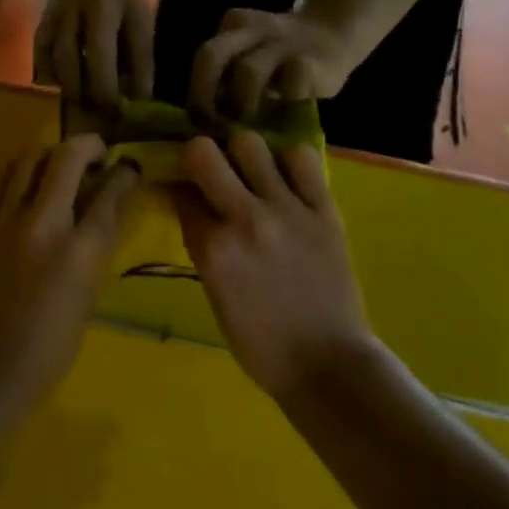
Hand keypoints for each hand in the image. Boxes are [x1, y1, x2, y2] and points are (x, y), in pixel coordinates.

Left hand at [0, 135, 139, 425]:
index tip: (130, 165)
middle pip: (66, 158)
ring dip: (51, 152)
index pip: (107, 194)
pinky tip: (30, 185)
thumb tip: (108, 208)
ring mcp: (6, 220)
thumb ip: (97, 245)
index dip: (123, 174)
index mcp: (77, 250)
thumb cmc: (48, 348)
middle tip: (98, 151)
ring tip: (62, 163)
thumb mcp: (87, 297)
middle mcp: (42, 223)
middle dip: (87, 145)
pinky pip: (4, 182)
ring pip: (29, 159)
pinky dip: (23, 174)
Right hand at [35, 0, 153, 108]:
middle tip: (99, 113)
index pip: (100, 54)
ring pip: (49, 60)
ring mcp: (50, 18)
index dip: (107, 88)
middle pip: (69, 60)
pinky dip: (49, 78)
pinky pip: (38, 57)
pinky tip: (64, 89)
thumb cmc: (122, 0)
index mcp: (102, 9)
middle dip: (84, 92)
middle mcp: (70, 13)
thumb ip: (140, 61)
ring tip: (84, 104)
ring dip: (66, 87)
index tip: (117, 111)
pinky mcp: (39, 25)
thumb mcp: (140, 24)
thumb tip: (138, 101)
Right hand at [172, 132, 376, 398]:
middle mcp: (245, 219)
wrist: (330, 366)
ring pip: (250, 143)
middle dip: (199, 156)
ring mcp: (287, 209)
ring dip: (243, 154)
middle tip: (210, 169)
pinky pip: (302, 157)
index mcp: (214, 249)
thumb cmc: (262, 343)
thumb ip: (202, 244)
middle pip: (203, 152)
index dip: (178, 187)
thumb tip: (189, 202)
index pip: (180, 192)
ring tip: (251, 171)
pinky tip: (287, 178)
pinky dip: (289, 161)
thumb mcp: (215, 295)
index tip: (182, 188)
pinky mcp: (323, 208)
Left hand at [190, 7, 358, 121]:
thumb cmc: (283, 58)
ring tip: (251, 127)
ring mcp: (281, 42)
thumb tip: (206, 120)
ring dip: (243, 105)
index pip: (205, 57)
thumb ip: (229, 79)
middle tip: (212, 126)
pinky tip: (285, 117)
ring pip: (247, 71)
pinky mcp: (310, 62)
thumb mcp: (252, 58)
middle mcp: (251, 29)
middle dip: (203, 95)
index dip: (197, 92)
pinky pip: (289, 86)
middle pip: (211, 54)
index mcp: (233, 26)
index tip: (199, 123)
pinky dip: (281, 105)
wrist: (333, 33)